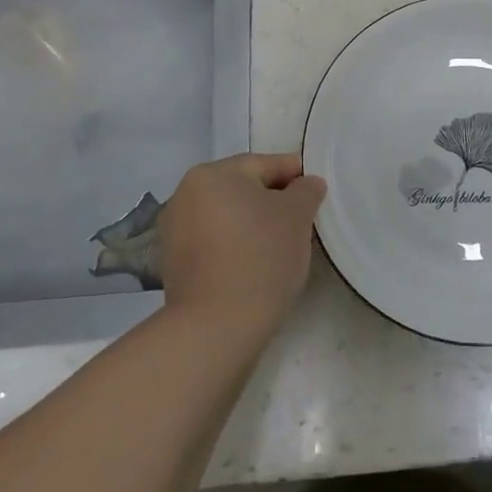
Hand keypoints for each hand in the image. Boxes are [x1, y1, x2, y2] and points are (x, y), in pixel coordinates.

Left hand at [158, 152, 326, 336]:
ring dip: (254, 224)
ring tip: (282, 245)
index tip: (316, 193)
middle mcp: (186, 194)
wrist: (216, 326)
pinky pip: (215, 241)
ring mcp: (175, 230)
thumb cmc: (261, 257)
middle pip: (244, 189)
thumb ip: (306, 190)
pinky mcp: (174, 263)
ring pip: (229, 216)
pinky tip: (256, 263)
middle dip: (274, 201)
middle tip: (303, 221)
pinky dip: (236, 245)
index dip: (296, 176)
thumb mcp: (297, 216)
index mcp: (212, 174)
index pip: (265, 164)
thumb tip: (306, 184)